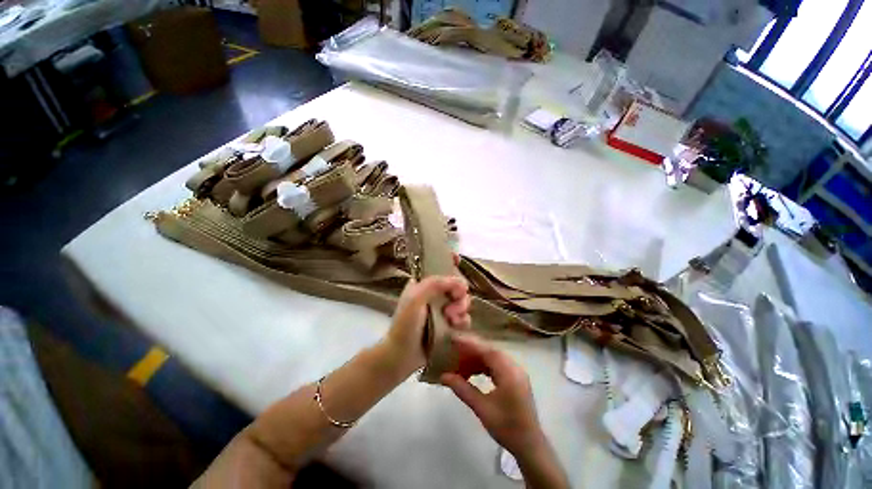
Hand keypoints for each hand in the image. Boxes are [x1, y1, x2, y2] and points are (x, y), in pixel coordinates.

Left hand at [384, 270, 471, 373]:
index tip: (458, 261)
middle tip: (453, 302)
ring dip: (461, 308)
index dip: (449, 261)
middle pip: (456, 285)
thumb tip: (460, 282)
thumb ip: (434, 285)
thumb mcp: (415, 299)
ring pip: (462, 301)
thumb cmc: (405, 325)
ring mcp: (442, 309)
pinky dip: (463, 321)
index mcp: (423, 283)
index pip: (438, 266)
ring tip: (451, 319)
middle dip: (459, 293)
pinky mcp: (448, 323)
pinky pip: (464, 317)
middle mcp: (434, 293)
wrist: (402, 356)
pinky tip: (455, 326)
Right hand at [440, 334, 544, 456]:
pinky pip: (498, 365)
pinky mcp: (515, 378)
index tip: (454, 338)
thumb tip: (444, 376)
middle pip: (490, 351)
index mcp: (509, 372)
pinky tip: (473, 371)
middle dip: (472, 350)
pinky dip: (484, 365)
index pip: (487, 350)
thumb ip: (463, 389)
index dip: (470, 343)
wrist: (530, 445)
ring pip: (494, 357)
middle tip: (454, 350)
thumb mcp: (482, 409)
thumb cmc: (507, 427)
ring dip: (477, 358)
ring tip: (461, 363)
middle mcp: (515, 367)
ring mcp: (517, 372)